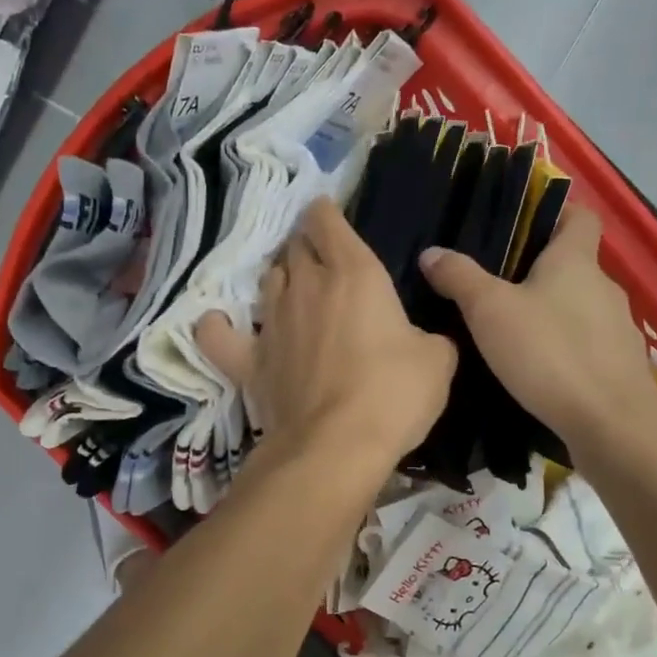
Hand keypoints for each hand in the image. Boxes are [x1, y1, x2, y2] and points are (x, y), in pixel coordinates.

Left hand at [197, 199, 456, 470]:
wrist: (336, 445)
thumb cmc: (393, 393)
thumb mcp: (437, 360)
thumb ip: (431, 337)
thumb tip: (423, 341)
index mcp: (354, 273)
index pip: (327, 221)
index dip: (325, 212)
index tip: (327, 212)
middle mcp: (306, 286)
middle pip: (294, 247)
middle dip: (305, 244)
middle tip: (319, 257)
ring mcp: (272, 321)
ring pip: (266, 281)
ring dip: (278, 278)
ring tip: (290, 287)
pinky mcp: (249, 360)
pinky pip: (219, 334)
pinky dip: (218, 326)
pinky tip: (220, 323)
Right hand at [419, 205, 656, 447]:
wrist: (611, 425)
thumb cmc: (549, 353)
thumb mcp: (490, 311)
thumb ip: (459, 278)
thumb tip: (431, 252)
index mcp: (576, 261)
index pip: (580, 216)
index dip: (555, 213)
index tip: (522, 226)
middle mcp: (604, 286)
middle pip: (574, 264)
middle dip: (539, 270)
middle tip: (496, 285)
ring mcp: (618, 327)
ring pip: (579, 306)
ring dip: (552, 311)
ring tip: (512, 331)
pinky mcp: (620, 365)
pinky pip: (587, 342)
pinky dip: (565, 346)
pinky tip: (539, 369)